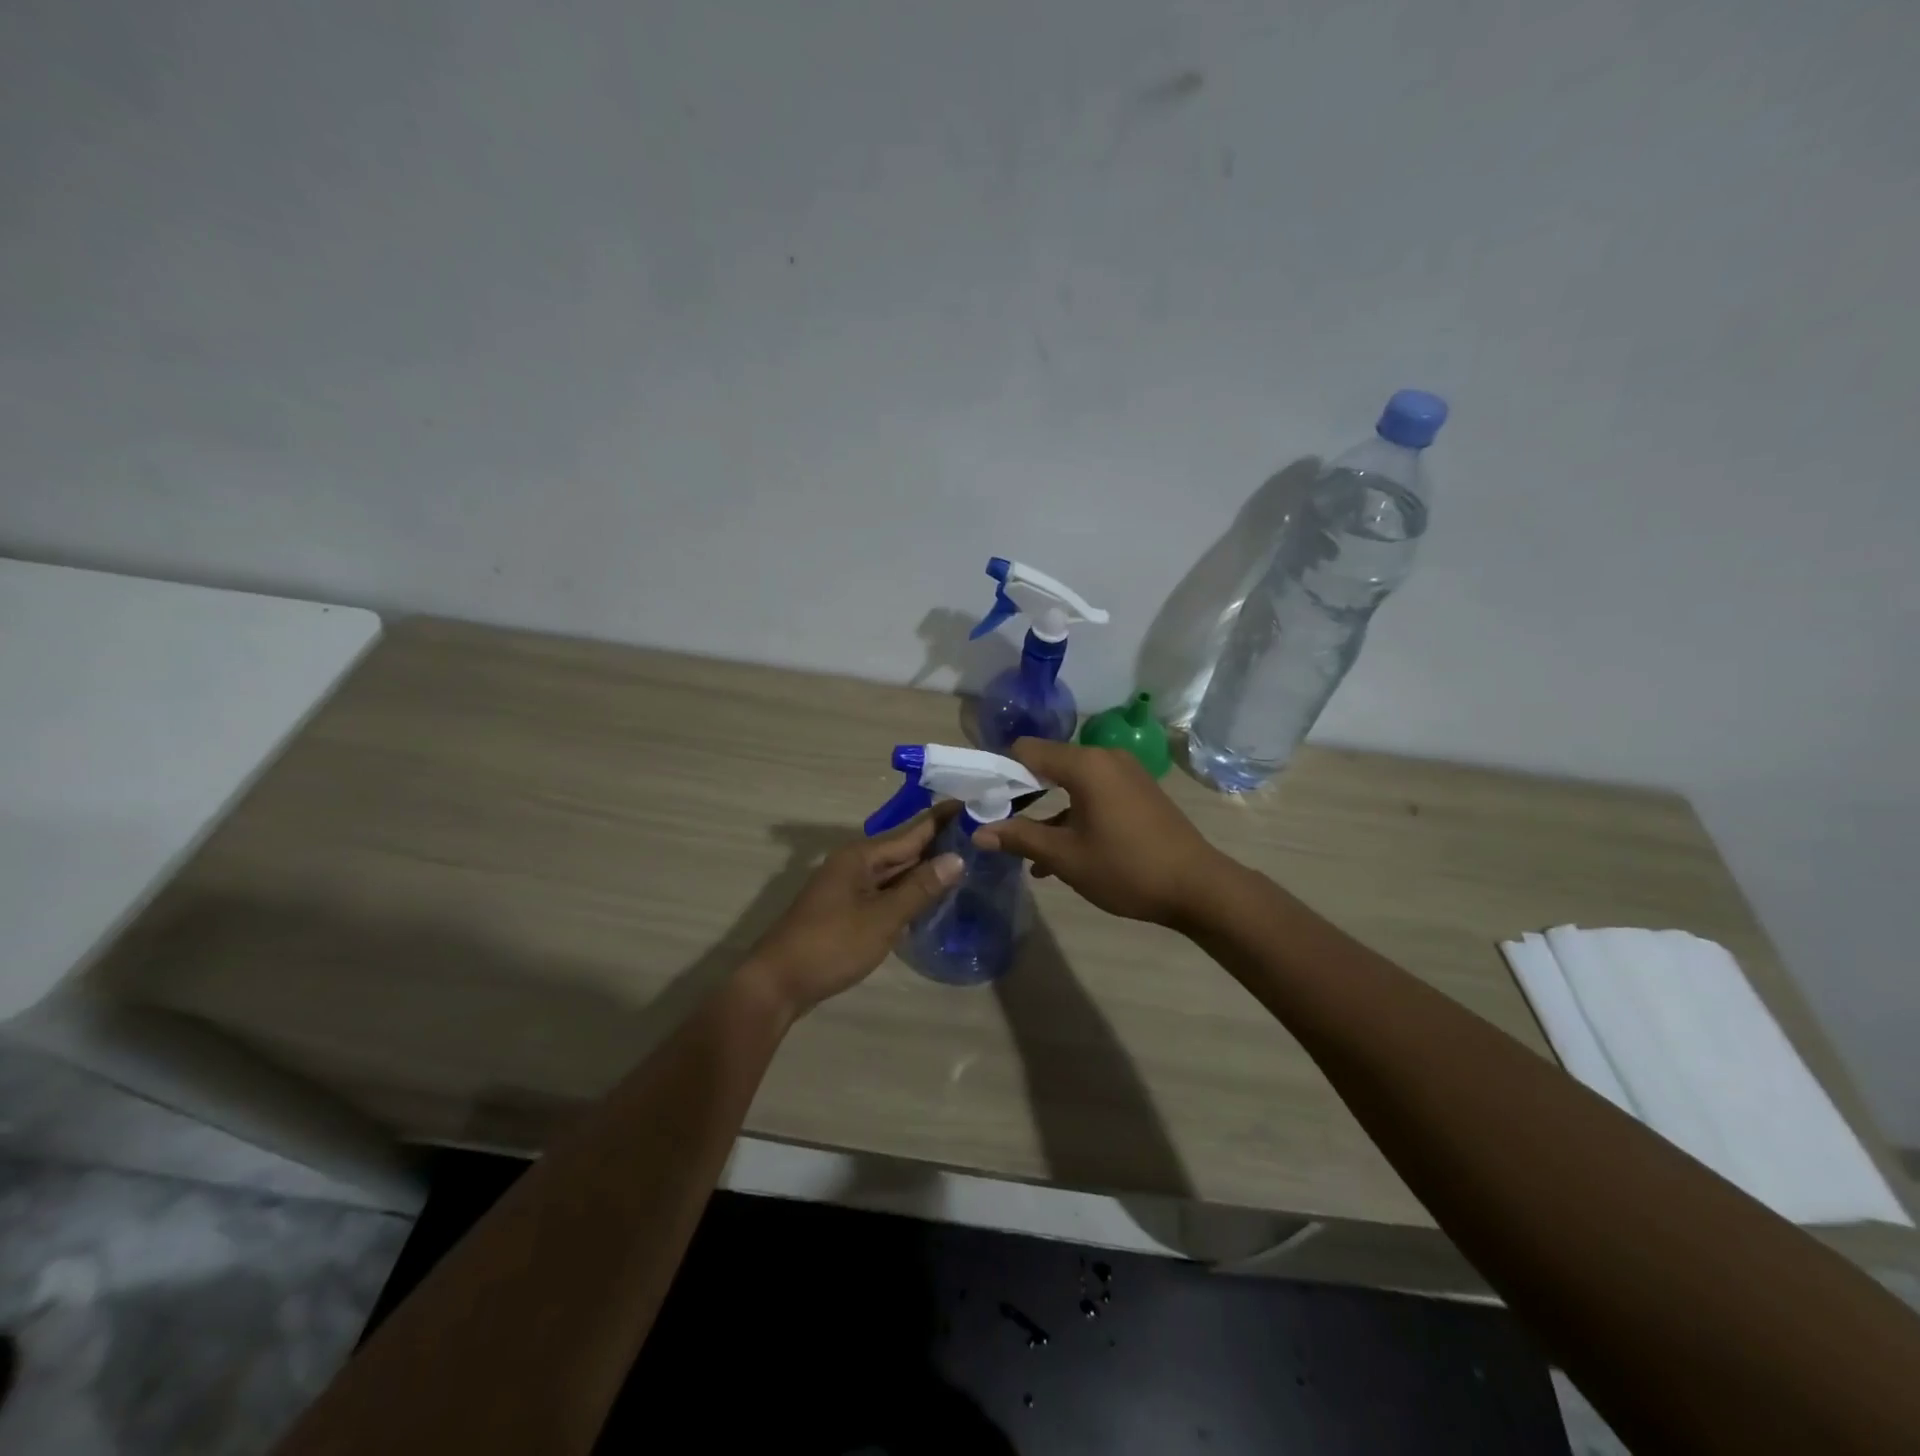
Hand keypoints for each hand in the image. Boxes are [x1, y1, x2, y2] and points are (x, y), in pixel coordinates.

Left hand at [742, 810, 962, 1018]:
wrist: (778, 983)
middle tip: (980, 836)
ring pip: (895, 872)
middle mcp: (854, 864)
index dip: (942, 820)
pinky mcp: (847, 910)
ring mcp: (849, 887)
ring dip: (925, 869)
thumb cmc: (831, 944)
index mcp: (861, 856)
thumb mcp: (882, 917)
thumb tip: (957, 858)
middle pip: (904, 849)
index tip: (973, 804)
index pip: (912, 831)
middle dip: (939, 843)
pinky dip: (909, 891)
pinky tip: (931, 897)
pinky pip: (886, 892)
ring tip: (966, 861)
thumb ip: (919, 888)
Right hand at [971, 739, 1228, 927]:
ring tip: (1025, 847)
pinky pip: (1093, 793)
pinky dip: (1073, 813)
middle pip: (1048, 763)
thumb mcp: (1066, 857)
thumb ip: (1019, 838)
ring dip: (1046, 809)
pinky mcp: (1138, 791)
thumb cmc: (1126, 868)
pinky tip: (1060, 853)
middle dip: (1021, 793)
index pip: (1026, 750)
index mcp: (1085, 764)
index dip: (999, 772)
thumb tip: (977, 832)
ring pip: (1070, 782)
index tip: (983, 801)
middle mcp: (1105, 757)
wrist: (1198, 887)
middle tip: (998, 823)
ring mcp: (1126, 773)